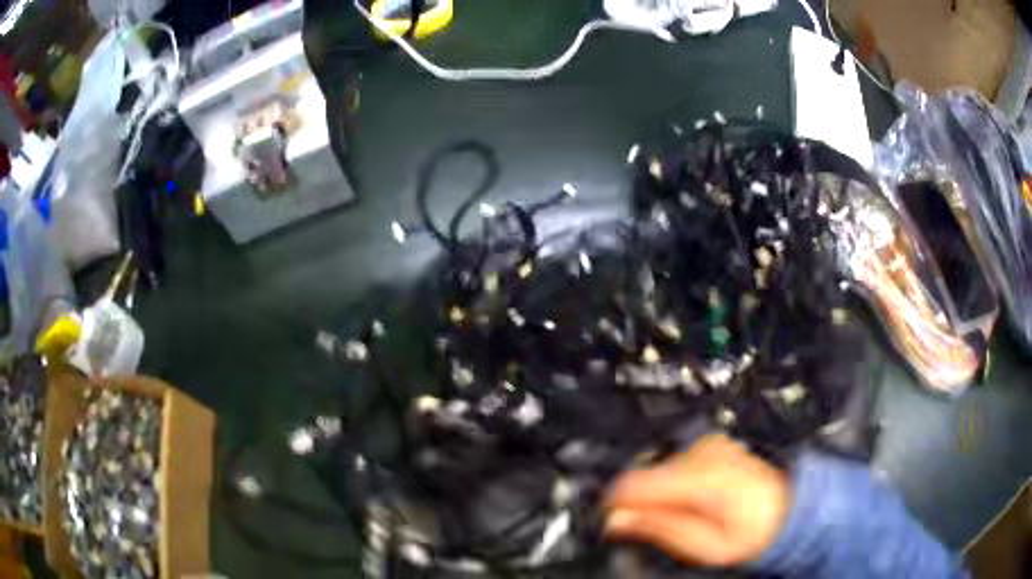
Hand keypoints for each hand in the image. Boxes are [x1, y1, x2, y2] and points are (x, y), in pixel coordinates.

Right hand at [604, 434, 789, 566]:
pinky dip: (673, 482)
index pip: (634, 482)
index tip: (613, 522)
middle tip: (657, 528)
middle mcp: (704, 452)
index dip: (616, 504)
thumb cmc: (751, 532)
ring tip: (683, 515)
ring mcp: (709, 444)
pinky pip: (675, 463)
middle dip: (642, 501)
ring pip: (658, 469)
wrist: (787, 510)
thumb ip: (659, 528)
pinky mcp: (712, 444)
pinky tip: (692, 499)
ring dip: (659, 492)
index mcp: (700, 478)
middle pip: (645, 474)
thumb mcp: (702, 545)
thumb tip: (617, 519)